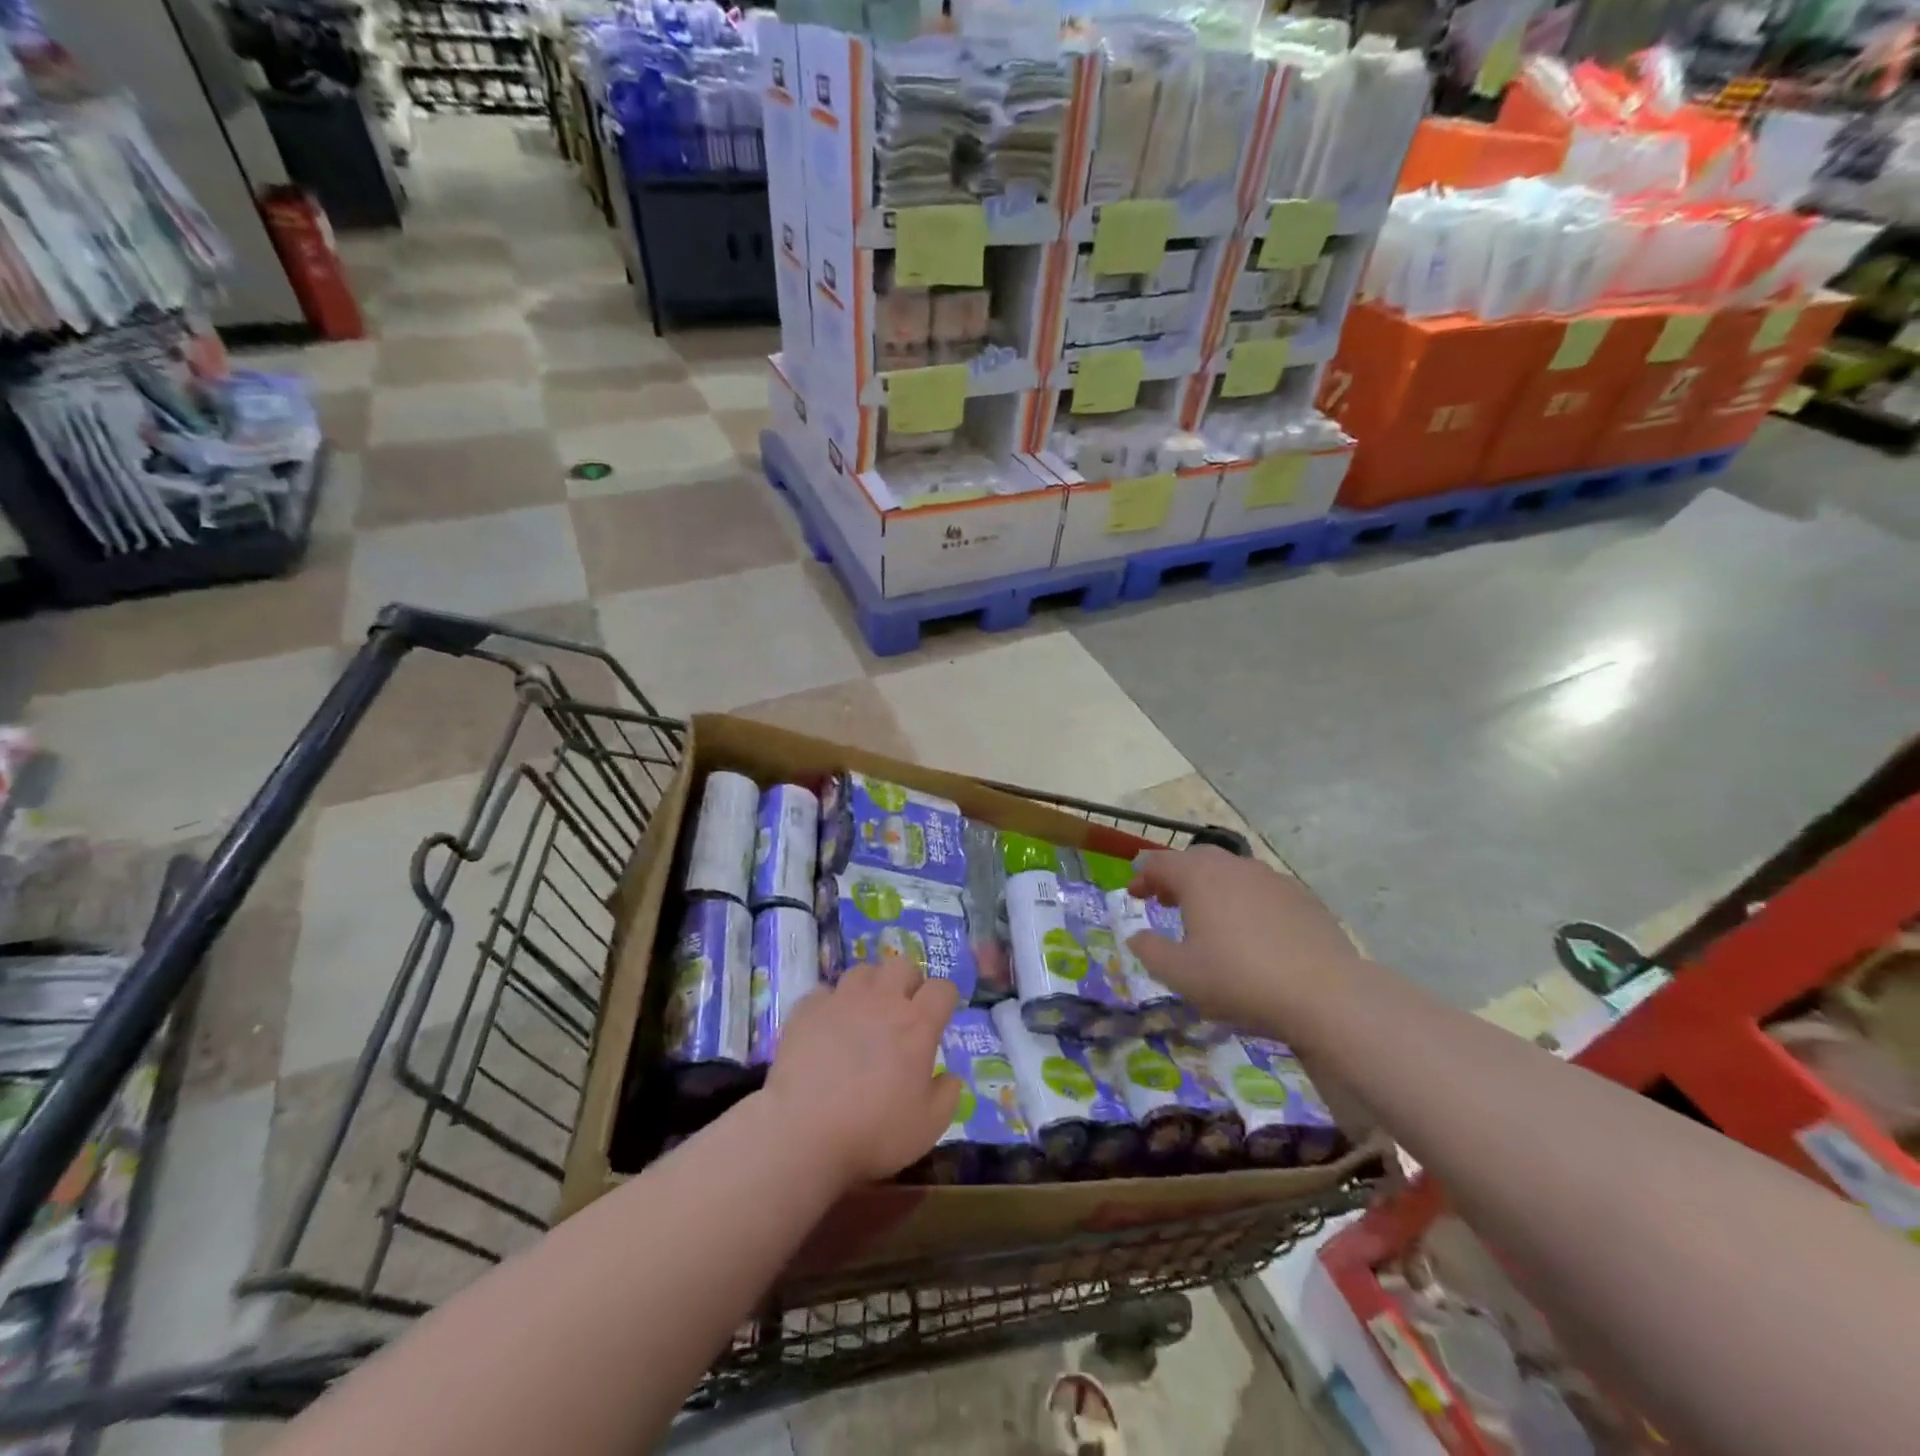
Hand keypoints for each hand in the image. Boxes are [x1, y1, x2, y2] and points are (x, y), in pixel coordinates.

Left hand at [764, 954, 961, 1186]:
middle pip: (902, 965)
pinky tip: (827, 1027)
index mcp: (917, 1024)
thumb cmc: (873, 1132)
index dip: (945, 999)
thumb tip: (951, 1076)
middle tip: (903, 1009)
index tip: (941, 1015)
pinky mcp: (807, 1009)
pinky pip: (824, 992)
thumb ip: (947, 1096)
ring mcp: (841, 1000)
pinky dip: (831, 1005)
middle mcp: (881, 1001)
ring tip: (864, 1012)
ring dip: (870, 986)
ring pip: (862, 971)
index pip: (942, 989)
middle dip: (908, 981)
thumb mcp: (928, 1126)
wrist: (804, 1134)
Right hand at [1127, 846, 1363, 1031]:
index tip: (1134, 895)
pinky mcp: (1303, 897)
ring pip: (1232, 873)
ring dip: (1213, 888)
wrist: (1325, 994)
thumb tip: (1137, 936)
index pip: (1160, 862)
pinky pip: (1262, 891)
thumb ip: (1150, 951)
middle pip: (1197, 860)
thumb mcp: (1180, 974)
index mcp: (1199, 877)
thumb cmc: (1239, 979)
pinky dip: (1246, 902)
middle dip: (1177, 877)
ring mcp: (1272, 879)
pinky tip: (1252, 933)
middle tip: (1167, 902)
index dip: (1143, 876)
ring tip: (1209, 918)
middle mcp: (1234, 867)